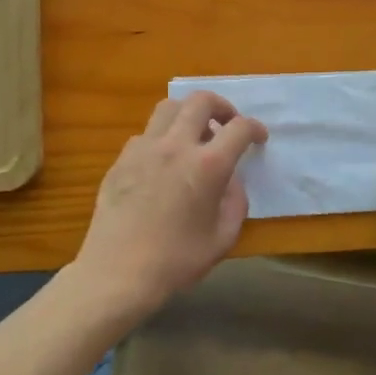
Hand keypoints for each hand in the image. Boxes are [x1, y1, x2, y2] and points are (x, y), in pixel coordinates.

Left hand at [70, 92, 267, 324]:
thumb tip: (231, 180)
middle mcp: (176, 146)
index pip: (239, 128)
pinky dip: (162, 137)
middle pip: (201, 101)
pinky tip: (163, 162)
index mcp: (208, 165)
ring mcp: (144, 149)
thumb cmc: (177, 261)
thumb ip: (236, 201)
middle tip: (227, 124)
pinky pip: (146, 134)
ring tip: (194, 135)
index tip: (258, 138)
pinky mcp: (121, 160)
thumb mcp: (224, 237)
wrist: (117, 274)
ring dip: (188, 114)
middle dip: (221, 106)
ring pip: (168, 107)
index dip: (255, 128)